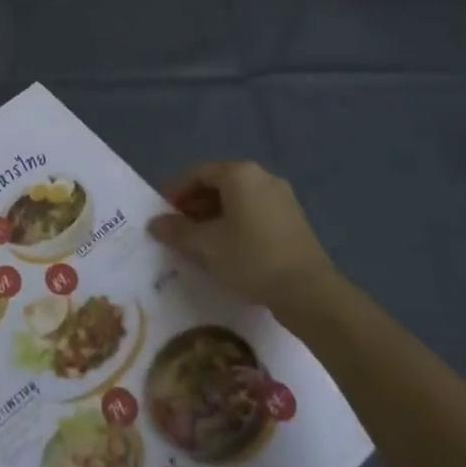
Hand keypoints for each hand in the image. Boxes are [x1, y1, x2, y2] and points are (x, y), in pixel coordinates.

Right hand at [148, 161, 334, 313]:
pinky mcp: (292, 219)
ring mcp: (281, 198)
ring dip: (212, 214)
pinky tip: (226, 246)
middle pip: (217, 183)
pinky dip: (234, 222)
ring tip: (198, 239)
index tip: (161, 211)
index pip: (197, 173)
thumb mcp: (206, 245)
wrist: (310, 293)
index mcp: (240, 174)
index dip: (175, 190)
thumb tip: (154, 223)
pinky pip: (253, 211)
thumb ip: (177, 230)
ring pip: (236, 198)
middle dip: (193, 203)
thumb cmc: (252, 258)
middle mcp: (262, 177)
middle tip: (177, 226)